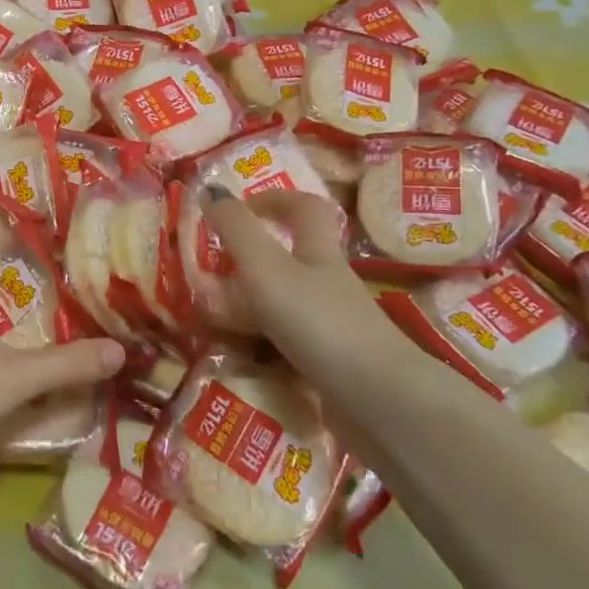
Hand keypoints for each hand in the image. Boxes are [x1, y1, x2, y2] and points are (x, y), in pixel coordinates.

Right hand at [202, 188, 417, 388]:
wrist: (378, 401)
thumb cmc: (318, 321)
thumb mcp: (266, 269)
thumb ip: (236, 230)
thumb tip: (210, 187)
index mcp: (319, 254)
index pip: (305, 208)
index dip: (274, 199)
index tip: (238, 207)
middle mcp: (330, 285)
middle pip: (294, 259)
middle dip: (255, 260)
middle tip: (213, 271)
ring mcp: (334, 327)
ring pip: (288, 304)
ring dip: (254, 306)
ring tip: (213, 318)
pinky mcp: (332, 365)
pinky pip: (290, 345)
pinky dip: (264, 346)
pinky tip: (241, 358)